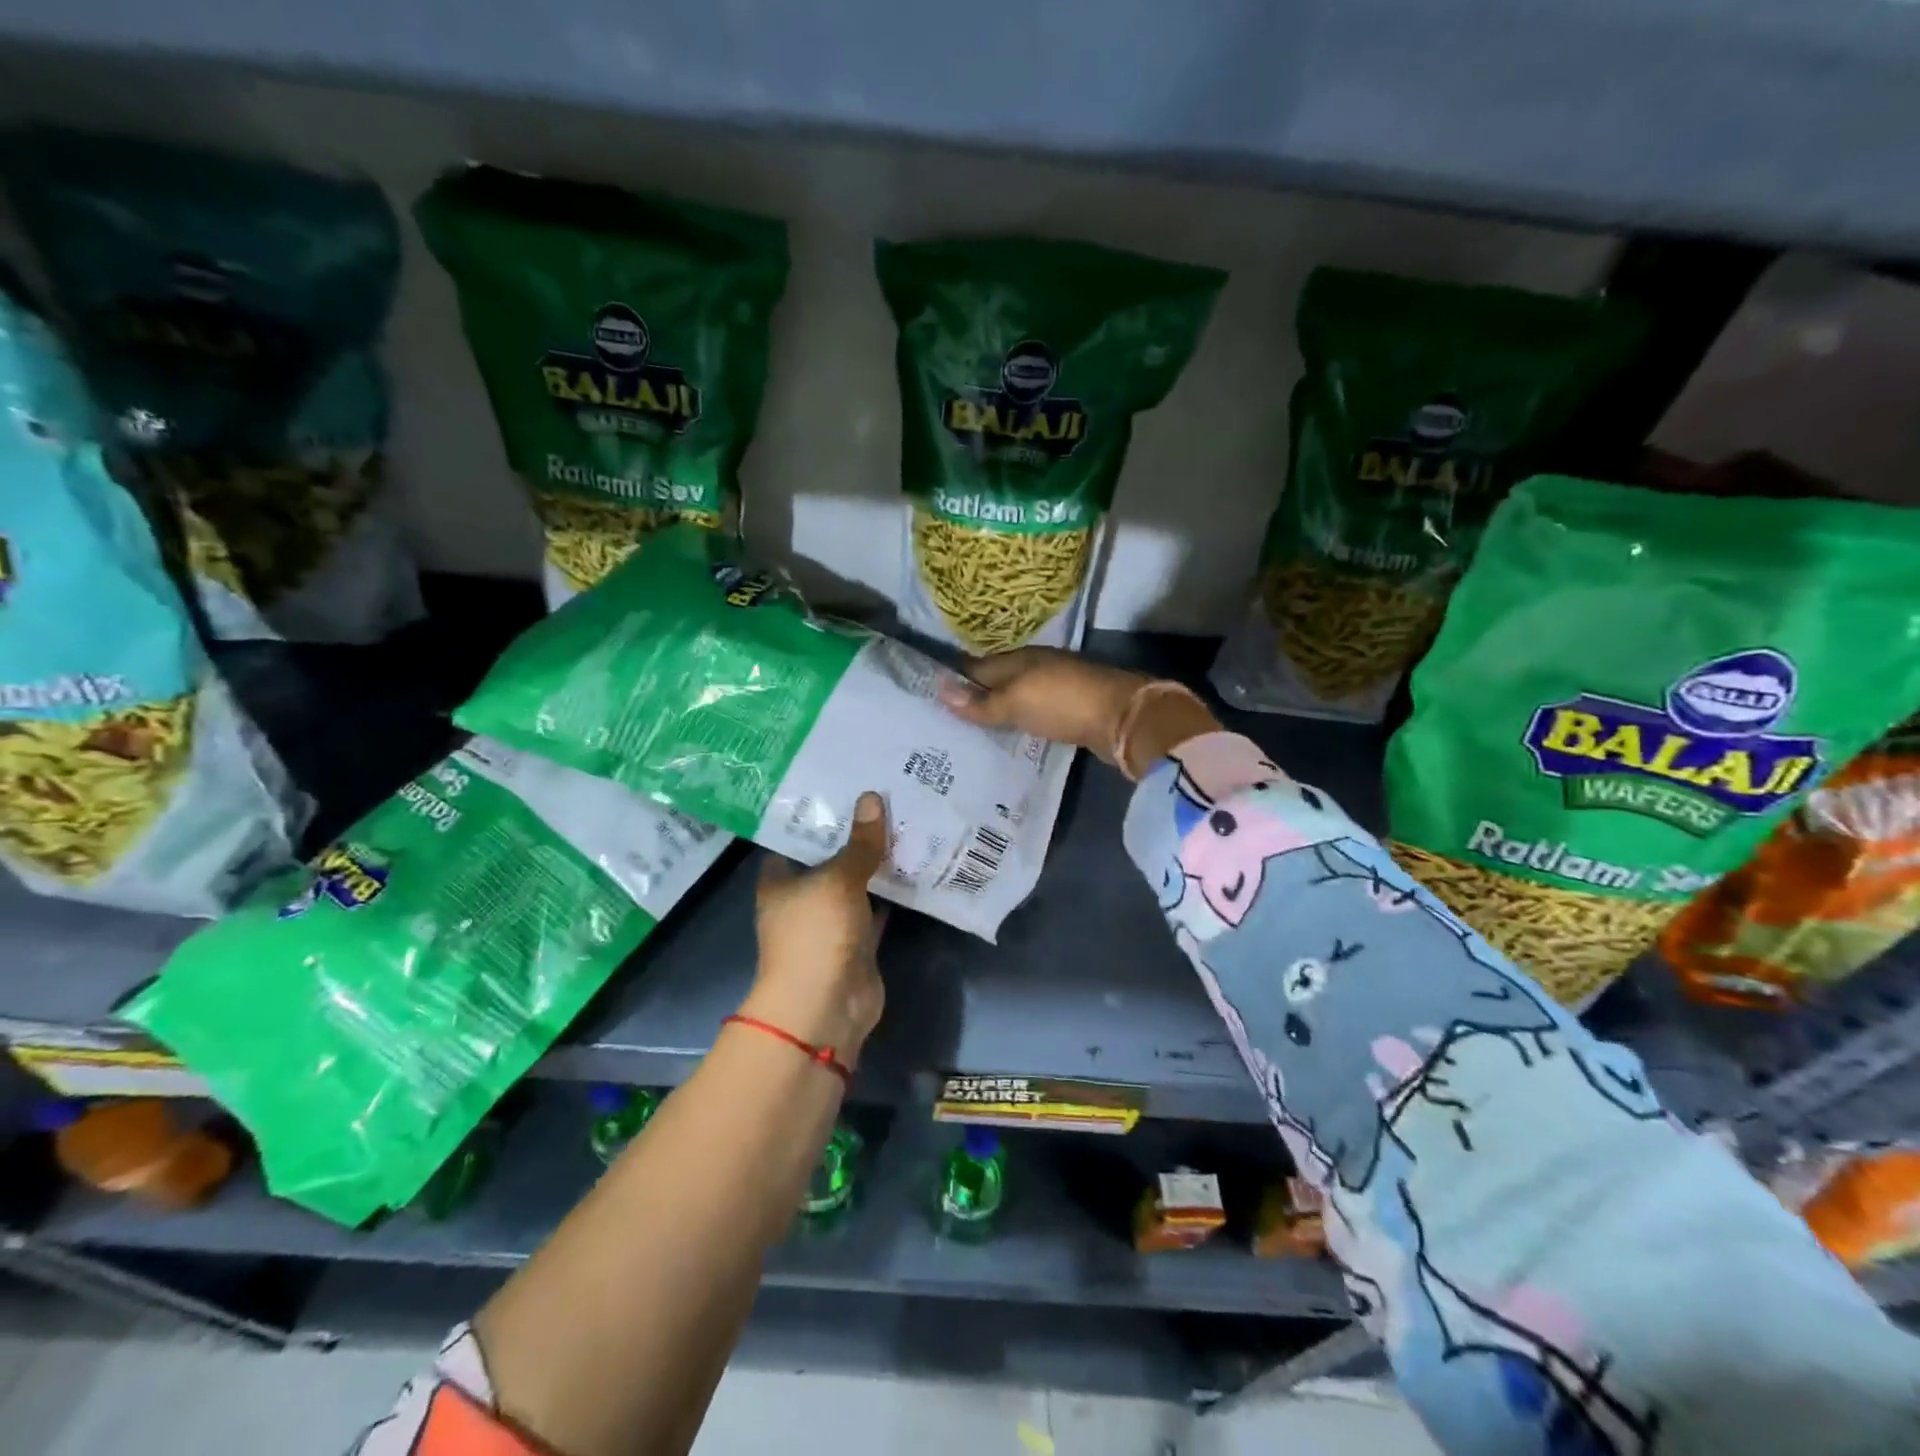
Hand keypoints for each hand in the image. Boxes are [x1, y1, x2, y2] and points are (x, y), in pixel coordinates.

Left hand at [745, 791, 889, 1066]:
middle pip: (830, 859)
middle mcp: (802, 899)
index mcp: (780, 881)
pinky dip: (894, 894)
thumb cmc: (815, 935)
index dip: (816, 815)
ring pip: (857, 884)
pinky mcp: (859, 942)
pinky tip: (916, 865)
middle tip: (885, 796)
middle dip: (854, 835)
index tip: (843, 787)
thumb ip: (859, 843)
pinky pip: (878, 909)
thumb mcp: (837, 880)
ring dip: (877, 863)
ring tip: (905, 821)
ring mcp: (831, 923)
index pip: (794, 838)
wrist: (826, 1007)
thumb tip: (872, 797)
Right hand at [938, 647, 1219, 774]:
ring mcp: (1055, 688)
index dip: (955, 682)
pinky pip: (1034, 713)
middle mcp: (1036, 668)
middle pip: (997, 682)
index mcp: (1019, 659)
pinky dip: (1019, 723)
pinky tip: (1010, 737)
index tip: (929, 699)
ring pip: (1016, 698)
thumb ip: (979, 702)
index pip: (976, 667)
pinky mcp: (1070, 709)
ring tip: (971, 734)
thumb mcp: (1015, 702)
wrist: (1123, 719)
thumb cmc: (1062, 703)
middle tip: (945, 723)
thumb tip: (938, 689)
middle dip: (974, 698)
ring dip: (998, 712)